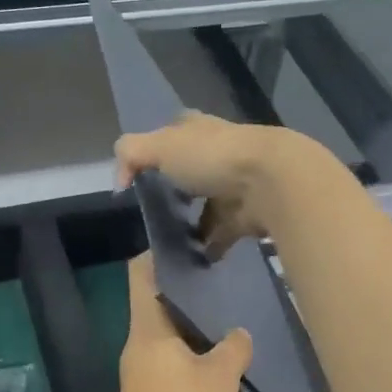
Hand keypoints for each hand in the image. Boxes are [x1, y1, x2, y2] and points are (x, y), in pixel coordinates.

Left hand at [112, 253, 251, 391]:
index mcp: (147, 328)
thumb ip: (233, 348)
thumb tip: (239, 334)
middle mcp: (139, 344)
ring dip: (195, 327)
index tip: (188, 245)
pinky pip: (174, 364)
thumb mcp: (220, 376)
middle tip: (223, 280)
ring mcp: (143, 372)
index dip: (158, 254)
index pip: (141, 275)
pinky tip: (225, 359)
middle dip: (188, 292)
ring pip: (169, 336)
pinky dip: (195, 357)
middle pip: (158, 304)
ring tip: (230, 316)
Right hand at [114, 114, 320, 260]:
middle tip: (153, 215)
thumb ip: (131, 155)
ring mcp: (234, 187)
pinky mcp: (246, 216)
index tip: (143, 176)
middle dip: (176, 193)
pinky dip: (209, 248)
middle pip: (191, 174)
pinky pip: (221, 235)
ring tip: (169, 244)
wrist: (270, 182)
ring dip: (192, 225)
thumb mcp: (160, 146)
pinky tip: (193, 260)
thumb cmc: (212, 157)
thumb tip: (121, 182)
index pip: (174, 134)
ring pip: (206, 207)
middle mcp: (218, 155)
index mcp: (198, 131)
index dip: (158, 151)